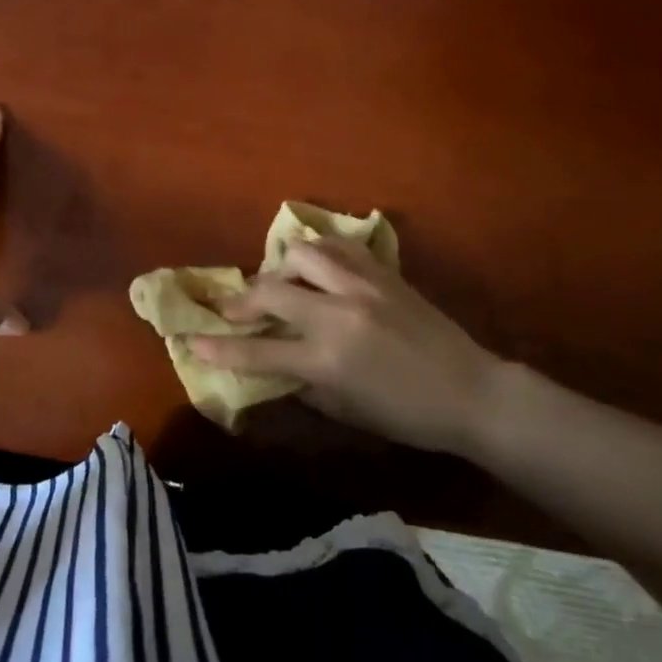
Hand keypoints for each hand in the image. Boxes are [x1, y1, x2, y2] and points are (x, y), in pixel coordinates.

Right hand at [189, 239, 503, 453]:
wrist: (470, 391)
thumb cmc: (406, 415)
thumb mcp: (346, 410)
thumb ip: (304, 382)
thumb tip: (276, 361)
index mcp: (327, 358)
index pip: (259, 351)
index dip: (220, 348)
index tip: (192, 340)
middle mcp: (337, 314)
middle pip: (270, 290)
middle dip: (242, 300)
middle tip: (235, 310)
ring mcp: (361, 286)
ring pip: (302, 252)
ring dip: (281, 267)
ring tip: (281, 282)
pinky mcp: (382, 272)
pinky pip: (339, 246)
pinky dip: (318, 253)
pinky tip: (317, 266)